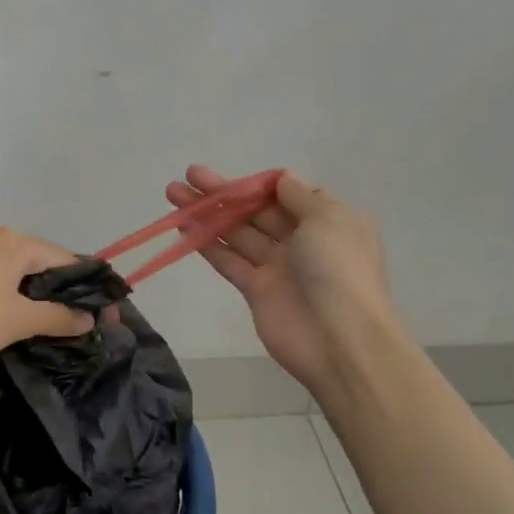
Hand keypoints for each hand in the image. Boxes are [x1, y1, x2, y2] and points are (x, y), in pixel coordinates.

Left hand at [0, 227, 94, 367]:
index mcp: (16, 243)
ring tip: (25, 307)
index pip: (64, 260)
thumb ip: (58, 317)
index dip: (85, 287)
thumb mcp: (19, 321)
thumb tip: (89, 318)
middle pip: (33, 258)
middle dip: (52, 285)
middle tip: (66, 316)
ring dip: (16, 279)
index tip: (99, 313)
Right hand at [164, 166, 400, 397]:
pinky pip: (229, 260)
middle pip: (256, 210)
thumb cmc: (339, 269)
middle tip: (189, 174)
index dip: (258, 184)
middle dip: (223, 193)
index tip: (232, 176)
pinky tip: (184, 227)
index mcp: (328, 221)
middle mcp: (303, 240)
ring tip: (174, 193)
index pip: (287, 195)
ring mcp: (278, 266)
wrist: (340, 339)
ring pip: (237, 232)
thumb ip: (300, 197)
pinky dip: (208, 244)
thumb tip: (282, 180)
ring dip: (207, 213)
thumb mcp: (329, 219)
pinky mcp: (256, 290)